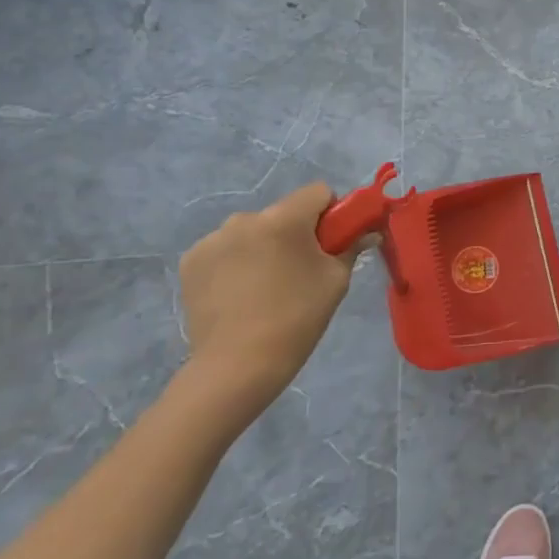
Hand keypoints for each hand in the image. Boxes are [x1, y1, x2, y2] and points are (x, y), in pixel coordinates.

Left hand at [178, 183, 361, 413]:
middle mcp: (245, 219)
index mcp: (284, 219)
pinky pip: (225, 249)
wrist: (237, 366)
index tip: (332, 242)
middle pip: (283, 213)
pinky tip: (239, 294)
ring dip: (263, 247)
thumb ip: (351, 247)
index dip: (332, 213)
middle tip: (301, 270)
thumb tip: (367, 233)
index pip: (318, 192)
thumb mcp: (336, 281)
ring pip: (252, 231)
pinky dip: (236, 263)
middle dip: (296, 233)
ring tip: (266, 287)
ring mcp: (212, 240)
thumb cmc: (297, 318)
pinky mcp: (191, 262)